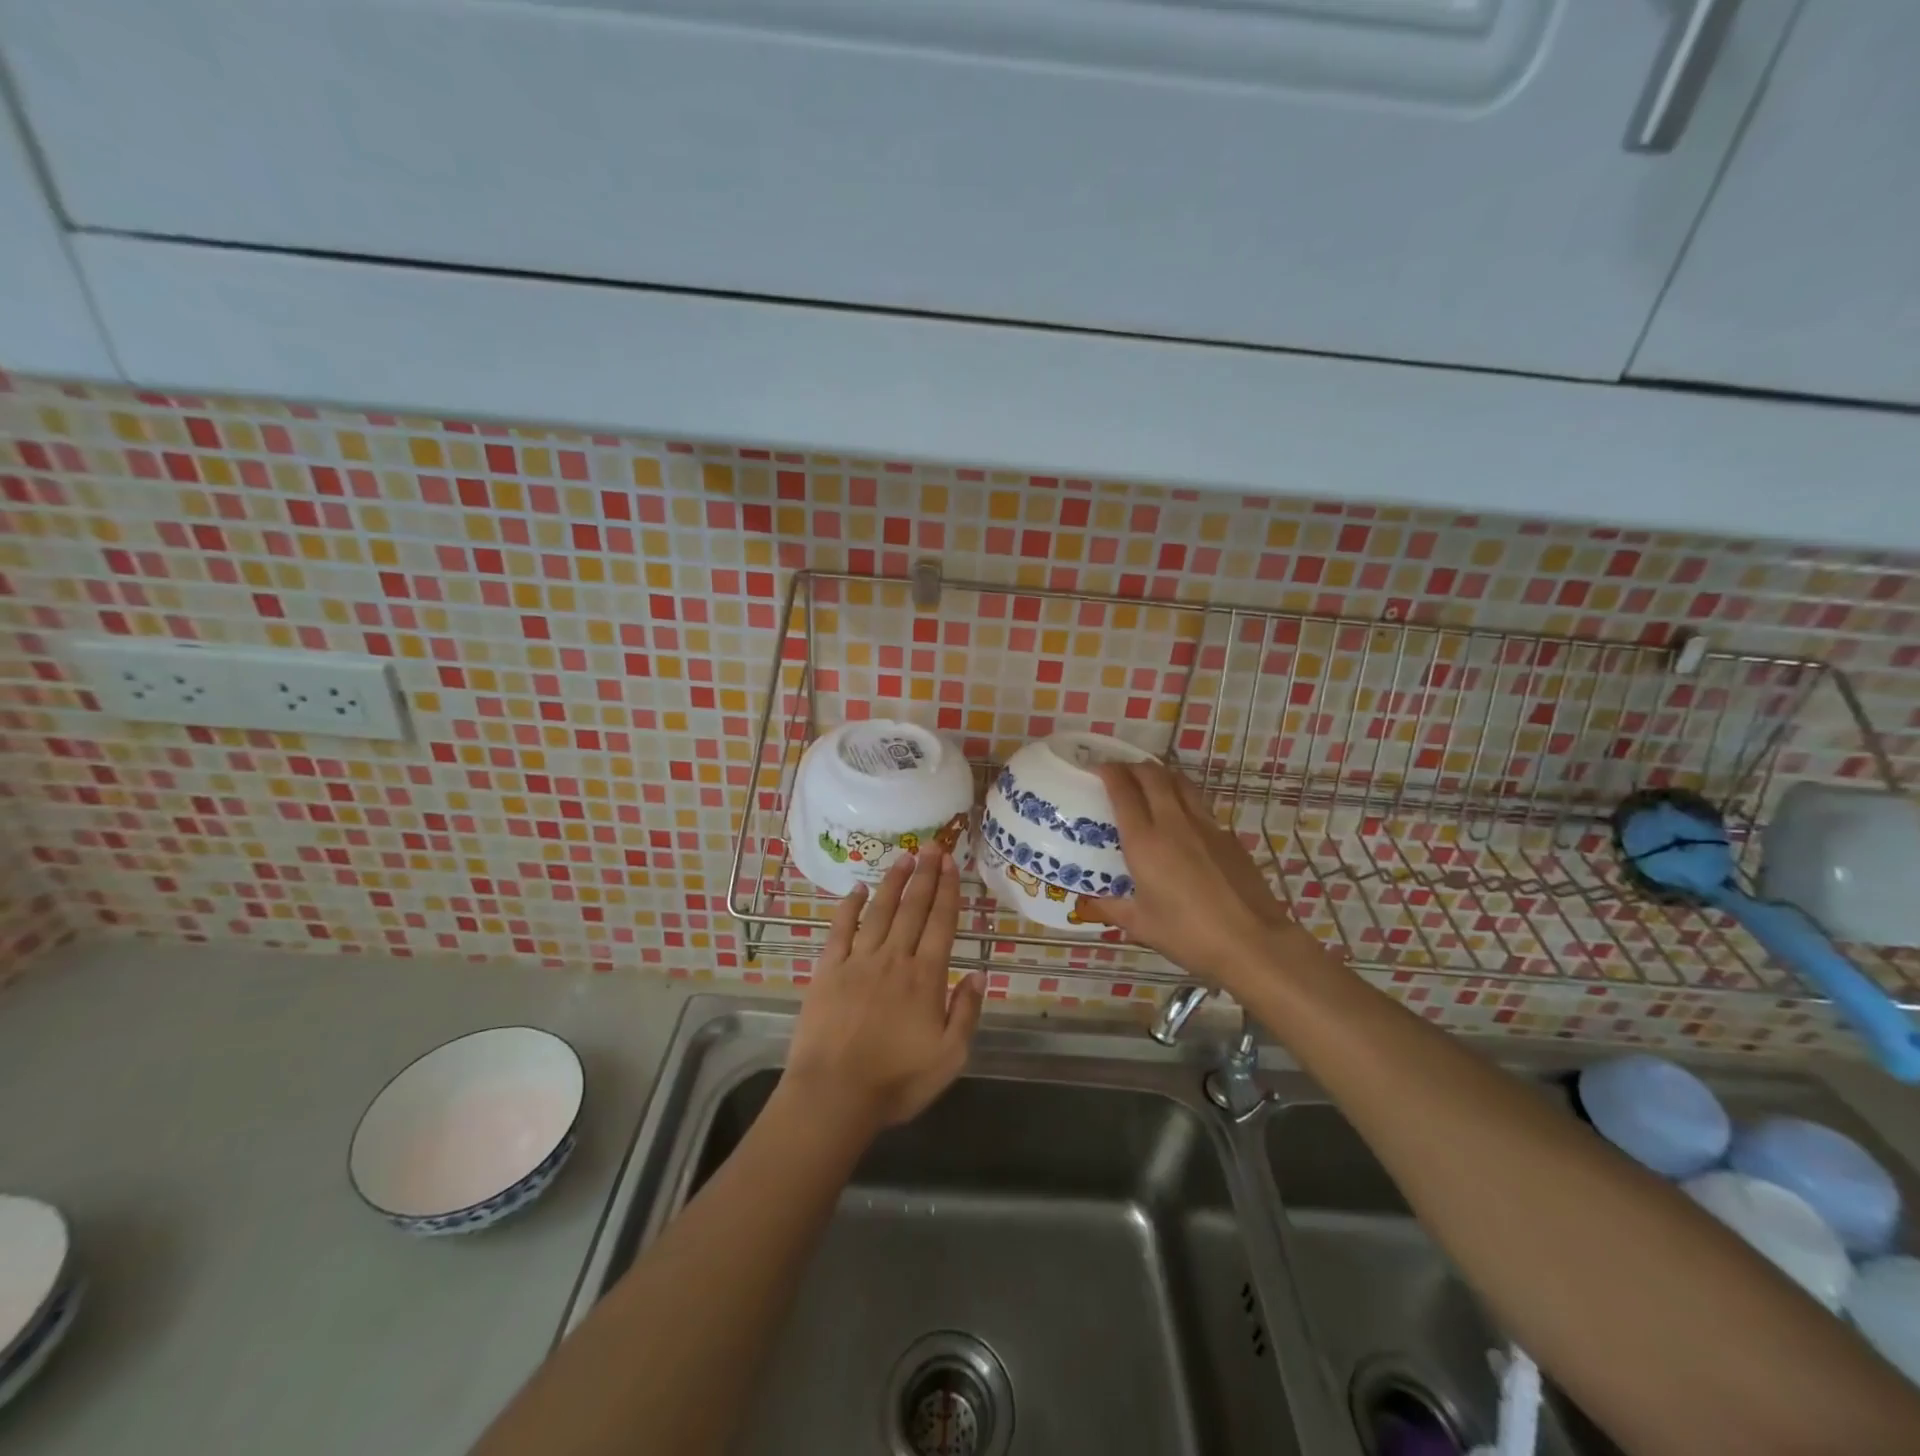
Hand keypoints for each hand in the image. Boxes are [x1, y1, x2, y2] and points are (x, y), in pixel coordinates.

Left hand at [782, 851, 985, 1138]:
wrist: (833, 1095)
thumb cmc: (896, 1081)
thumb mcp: (949, 1057)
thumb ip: (966, 1012)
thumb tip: (978, 973)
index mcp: (925, 977)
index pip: (941, 923)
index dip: (947, 891)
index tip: (951, 863)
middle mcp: (894, 959)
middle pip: (913, 908)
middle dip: (925, 875)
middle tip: (932, 846)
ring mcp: (858, 961)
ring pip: (880, 911)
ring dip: (893, 882)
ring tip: (904, 857)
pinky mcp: (828, 970)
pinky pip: (841, 930)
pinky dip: (849, 907)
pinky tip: (857, 889)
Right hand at [1088, 762, 1298, 990]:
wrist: (1253, 942)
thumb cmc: (1189, 935)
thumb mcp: (1141, 926)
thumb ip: (1112, 908)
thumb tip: (1089, 902)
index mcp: (1145, 842)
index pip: (1124, 791)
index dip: (1109, 772)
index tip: (1098, 769)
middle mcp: (1174, 823)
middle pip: (1153, 775)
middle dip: (1134, 767)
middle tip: (1121, 774)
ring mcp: (1206, 826)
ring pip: (1181, 783)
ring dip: (1162, 776)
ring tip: (1151, 785)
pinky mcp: (1228, 836)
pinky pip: (1200, 806)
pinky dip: (1184, 800)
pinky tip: (1182, 822)